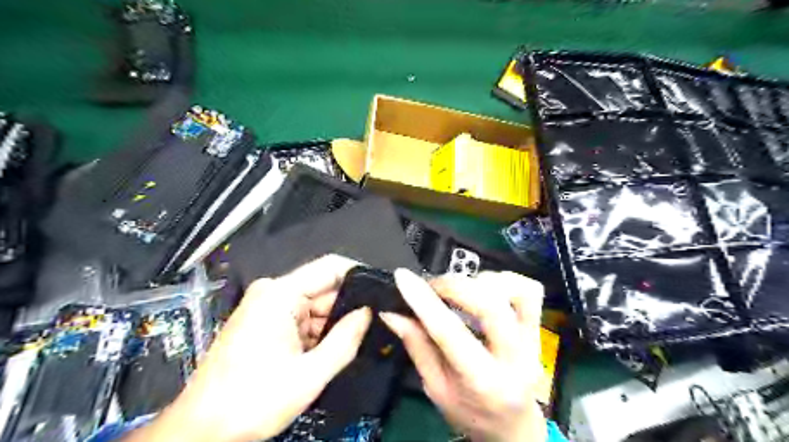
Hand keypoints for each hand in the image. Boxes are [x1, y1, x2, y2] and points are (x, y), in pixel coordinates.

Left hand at [126, 255, 373, 441]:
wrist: (201, 431)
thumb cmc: (250, 402)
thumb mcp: (309, 374)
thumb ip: (346, 339)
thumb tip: (368, 313)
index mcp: (280, 294)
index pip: (331, 267)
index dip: (359, 276)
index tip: (381, 292)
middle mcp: (272, 293)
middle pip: (324, 289)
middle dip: (346, 310)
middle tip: (368, 331)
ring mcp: (267, 307)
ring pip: (315, 307)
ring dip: (331, 326)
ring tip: (344, 347)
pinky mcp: (265, 322)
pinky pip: (302, 319)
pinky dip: (316, 335)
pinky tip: (322, 354)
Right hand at [379, 270, 547, 441]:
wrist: (513, 427)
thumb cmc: (471, 412)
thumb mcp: (436, 388)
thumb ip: (417, 347)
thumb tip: (392, 313)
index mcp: (482, 381)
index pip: (450, 333)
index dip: (424, 301)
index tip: (403, 278)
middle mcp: (513, 358)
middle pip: (490, 304)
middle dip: (454, 285)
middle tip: (433, 286)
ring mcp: (531, 341)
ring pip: (516, 291)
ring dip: (482, 281)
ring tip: (460, 289)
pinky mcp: (538, 328)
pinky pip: (530, 291)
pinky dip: (504, 280)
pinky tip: (484, 288)